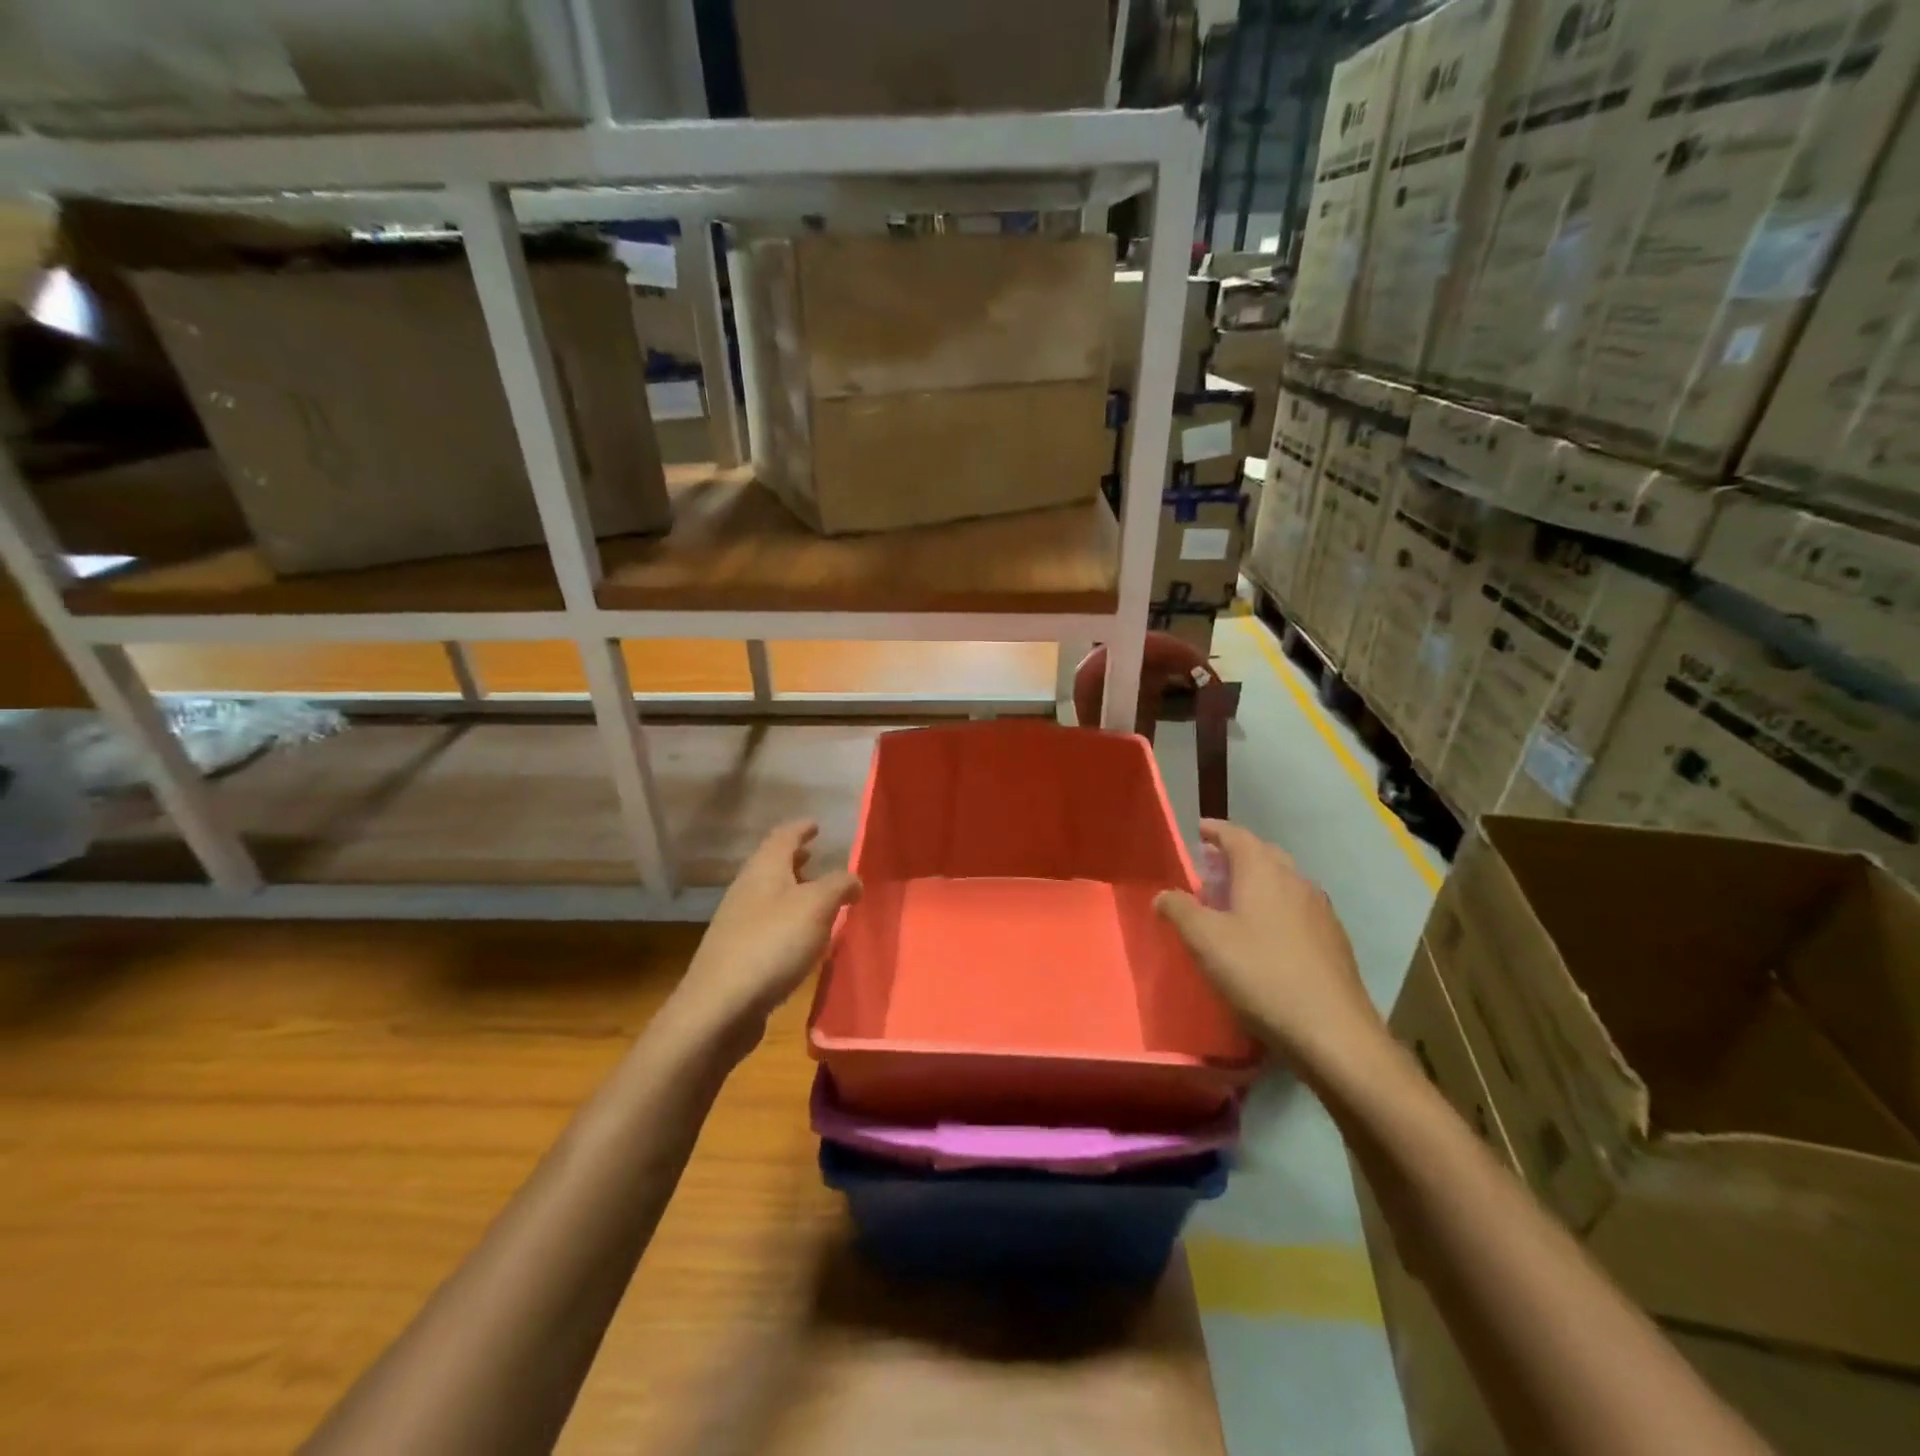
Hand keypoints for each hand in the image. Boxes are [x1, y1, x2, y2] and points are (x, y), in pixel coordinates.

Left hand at [668, 820, 860, 1047]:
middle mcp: (747, 890)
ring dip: (792, 891)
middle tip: (816, 856)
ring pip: (769, 895)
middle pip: (772, 865)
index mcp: (764, 869)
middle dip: (795, 859)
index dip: (800, 829)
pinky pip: (768, 925)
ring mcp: (738, 923)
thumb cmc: (772, 944)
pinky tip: (802, 938)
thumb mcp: (817, 906)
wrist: (719, 1006)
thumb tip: (854, 880)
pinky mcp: (737, 955)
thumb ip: (839, 885)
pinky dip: (787, 921)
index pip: (783, 837)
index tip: (816, 824)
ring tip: (817, 897)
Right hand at [1155, 820, 1387, 1079]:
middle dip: (1235, 855)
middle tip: (1209, 867)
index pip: (1237, 835)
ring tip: (1232, 901)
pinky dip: (1274, 906)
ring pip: (1282, 881)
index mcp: (1263, 872)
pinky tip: (1264, 935)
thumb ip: (1179, 911)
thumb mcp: (1205, 941)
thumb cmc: (1260, 974)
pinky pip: (1296, 907)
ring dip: (1256, 882)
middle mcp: (1295, 880)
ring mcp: (1319, 910)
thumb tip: (1164, 895)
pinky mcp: (1332, 939)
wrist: (1333, 1031)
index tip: (1199, 829)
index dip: (1215, 830)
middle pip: (1263, 854)